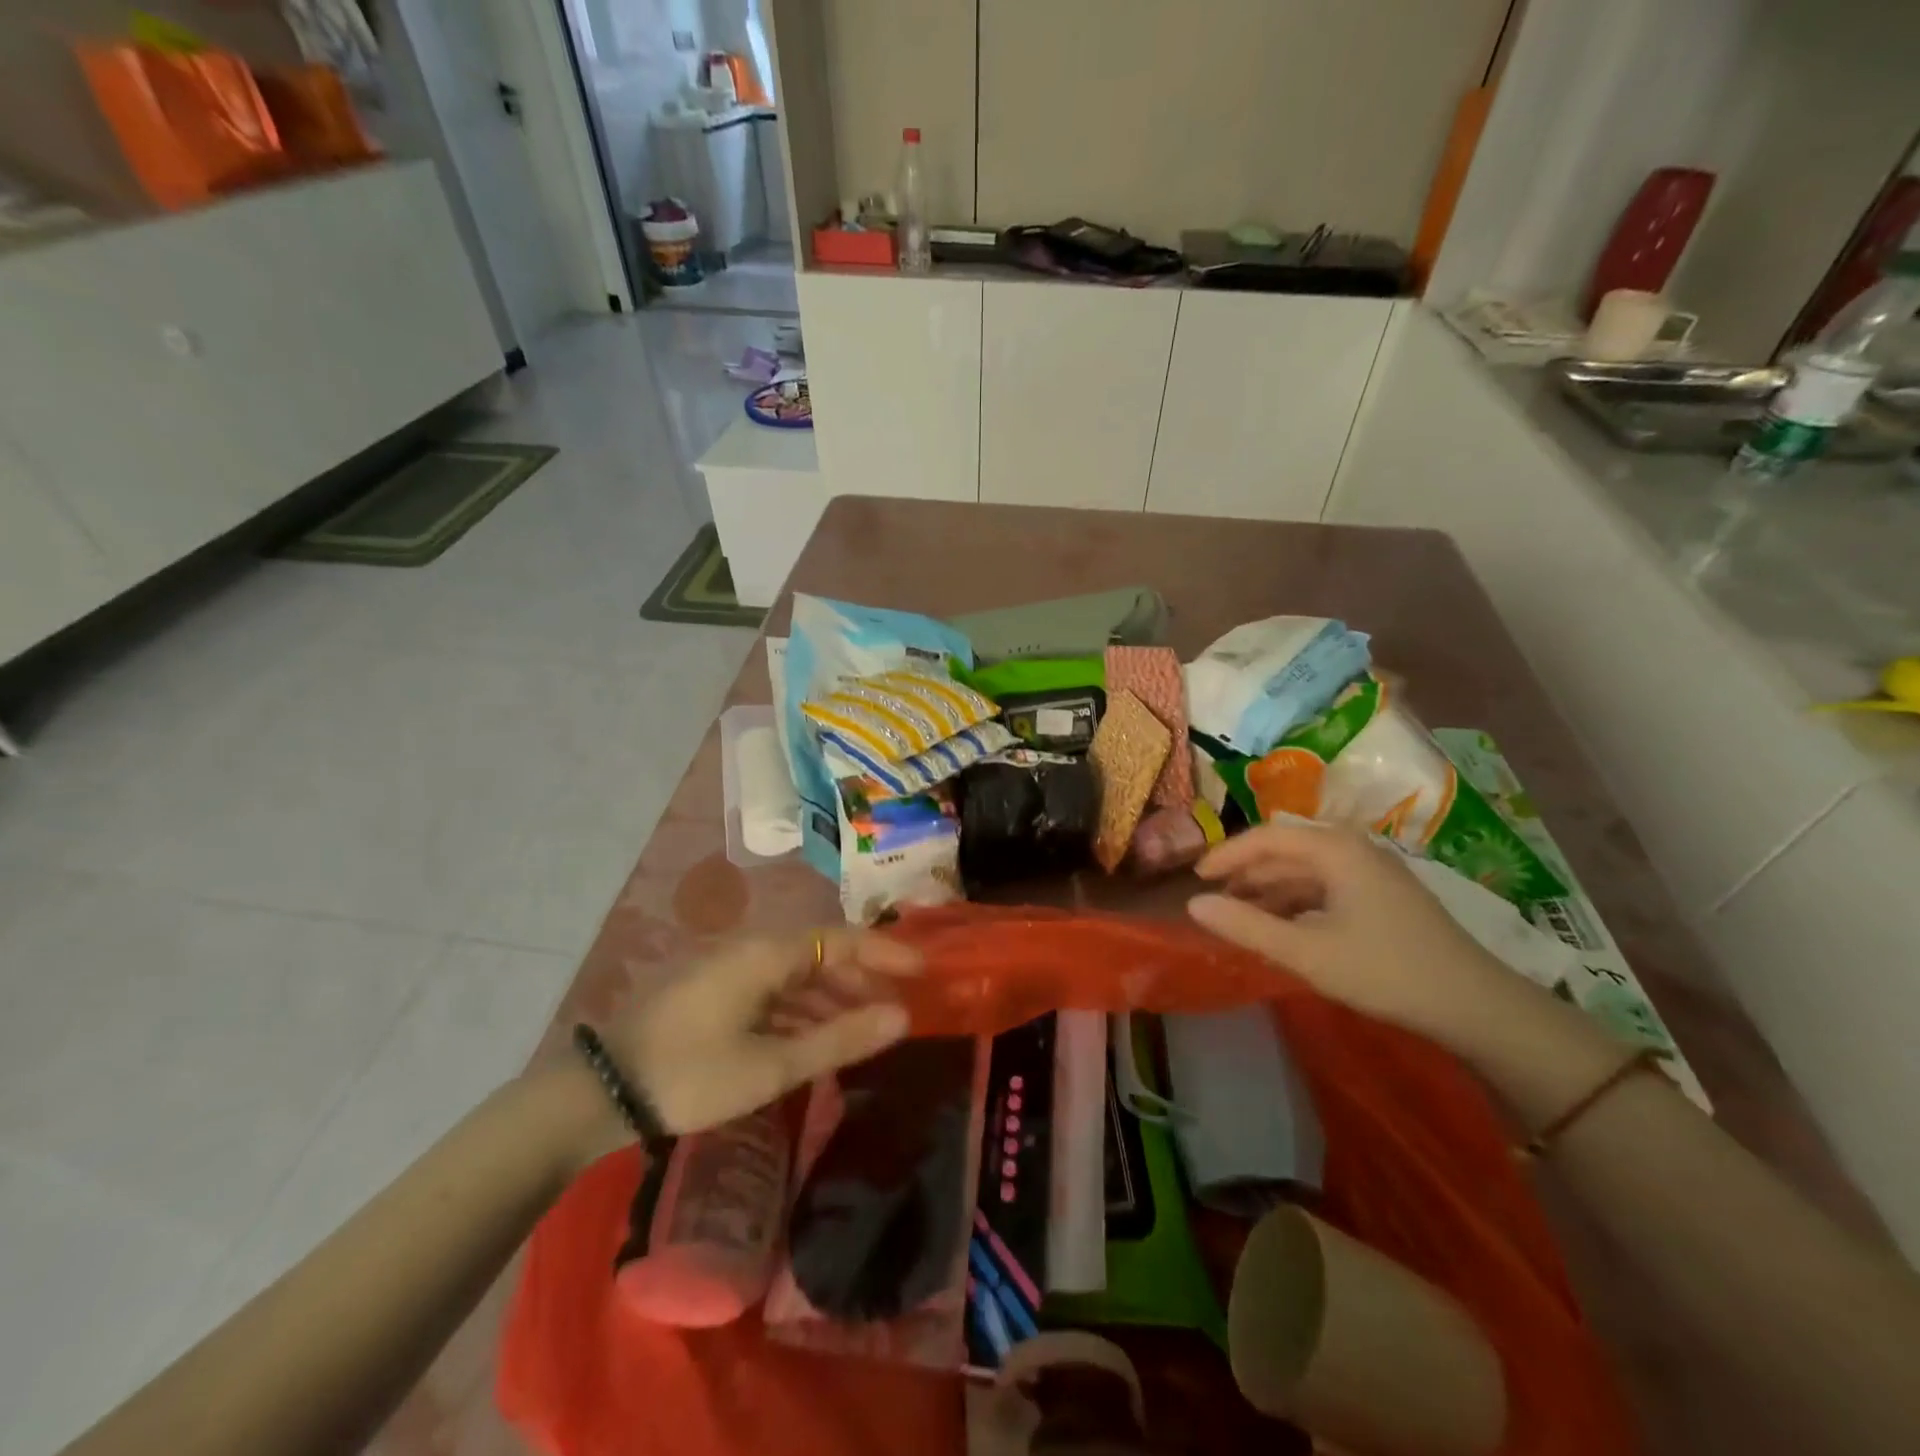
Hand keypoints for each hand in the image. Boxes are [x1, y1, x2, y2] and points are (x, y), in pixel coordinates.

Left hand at [601, 929, 921, 1135]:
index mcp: (767, 954)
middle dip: (862, 978)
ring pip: (797, 976)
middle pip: (820, 954)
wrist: (601, 1093)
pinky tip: (817, 1040)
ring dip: (833, 999)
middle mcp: (752, 951)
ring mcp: (731, 972)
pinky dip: (802, 1013)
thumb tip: (902, 1017)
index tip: (923, 970)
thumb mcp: (772, 1064)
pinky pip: (774, 994)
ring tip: (867, 1029)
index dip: (885, 952)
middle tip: (899, 1007)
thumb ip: (840, 1039)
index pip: (841, 939)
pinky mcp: (716, 995)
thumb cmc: (692, 1074)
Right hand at [1186, 821, 1514, 1051]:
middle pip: (1286, 850)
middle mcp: (1354, 849)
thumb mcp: (1306, 952)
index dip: (1227, 855)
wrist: (1477, 1007)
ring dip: (1269, 889)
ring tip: (1240, 915)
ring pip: (1306, 870)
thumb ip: (1245, 926)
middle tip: (1214, 899)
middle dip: (1247, 873)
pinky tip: (1283, 926)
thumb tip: (1193, 905)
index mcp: (1336, 849)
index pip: (1266, 837)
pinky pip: (1326, 887)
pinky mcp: (1384, 896)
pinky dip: (1296, 902)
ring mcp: (1373, 872)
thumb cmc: (1386, 971)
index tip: (1196, 879)